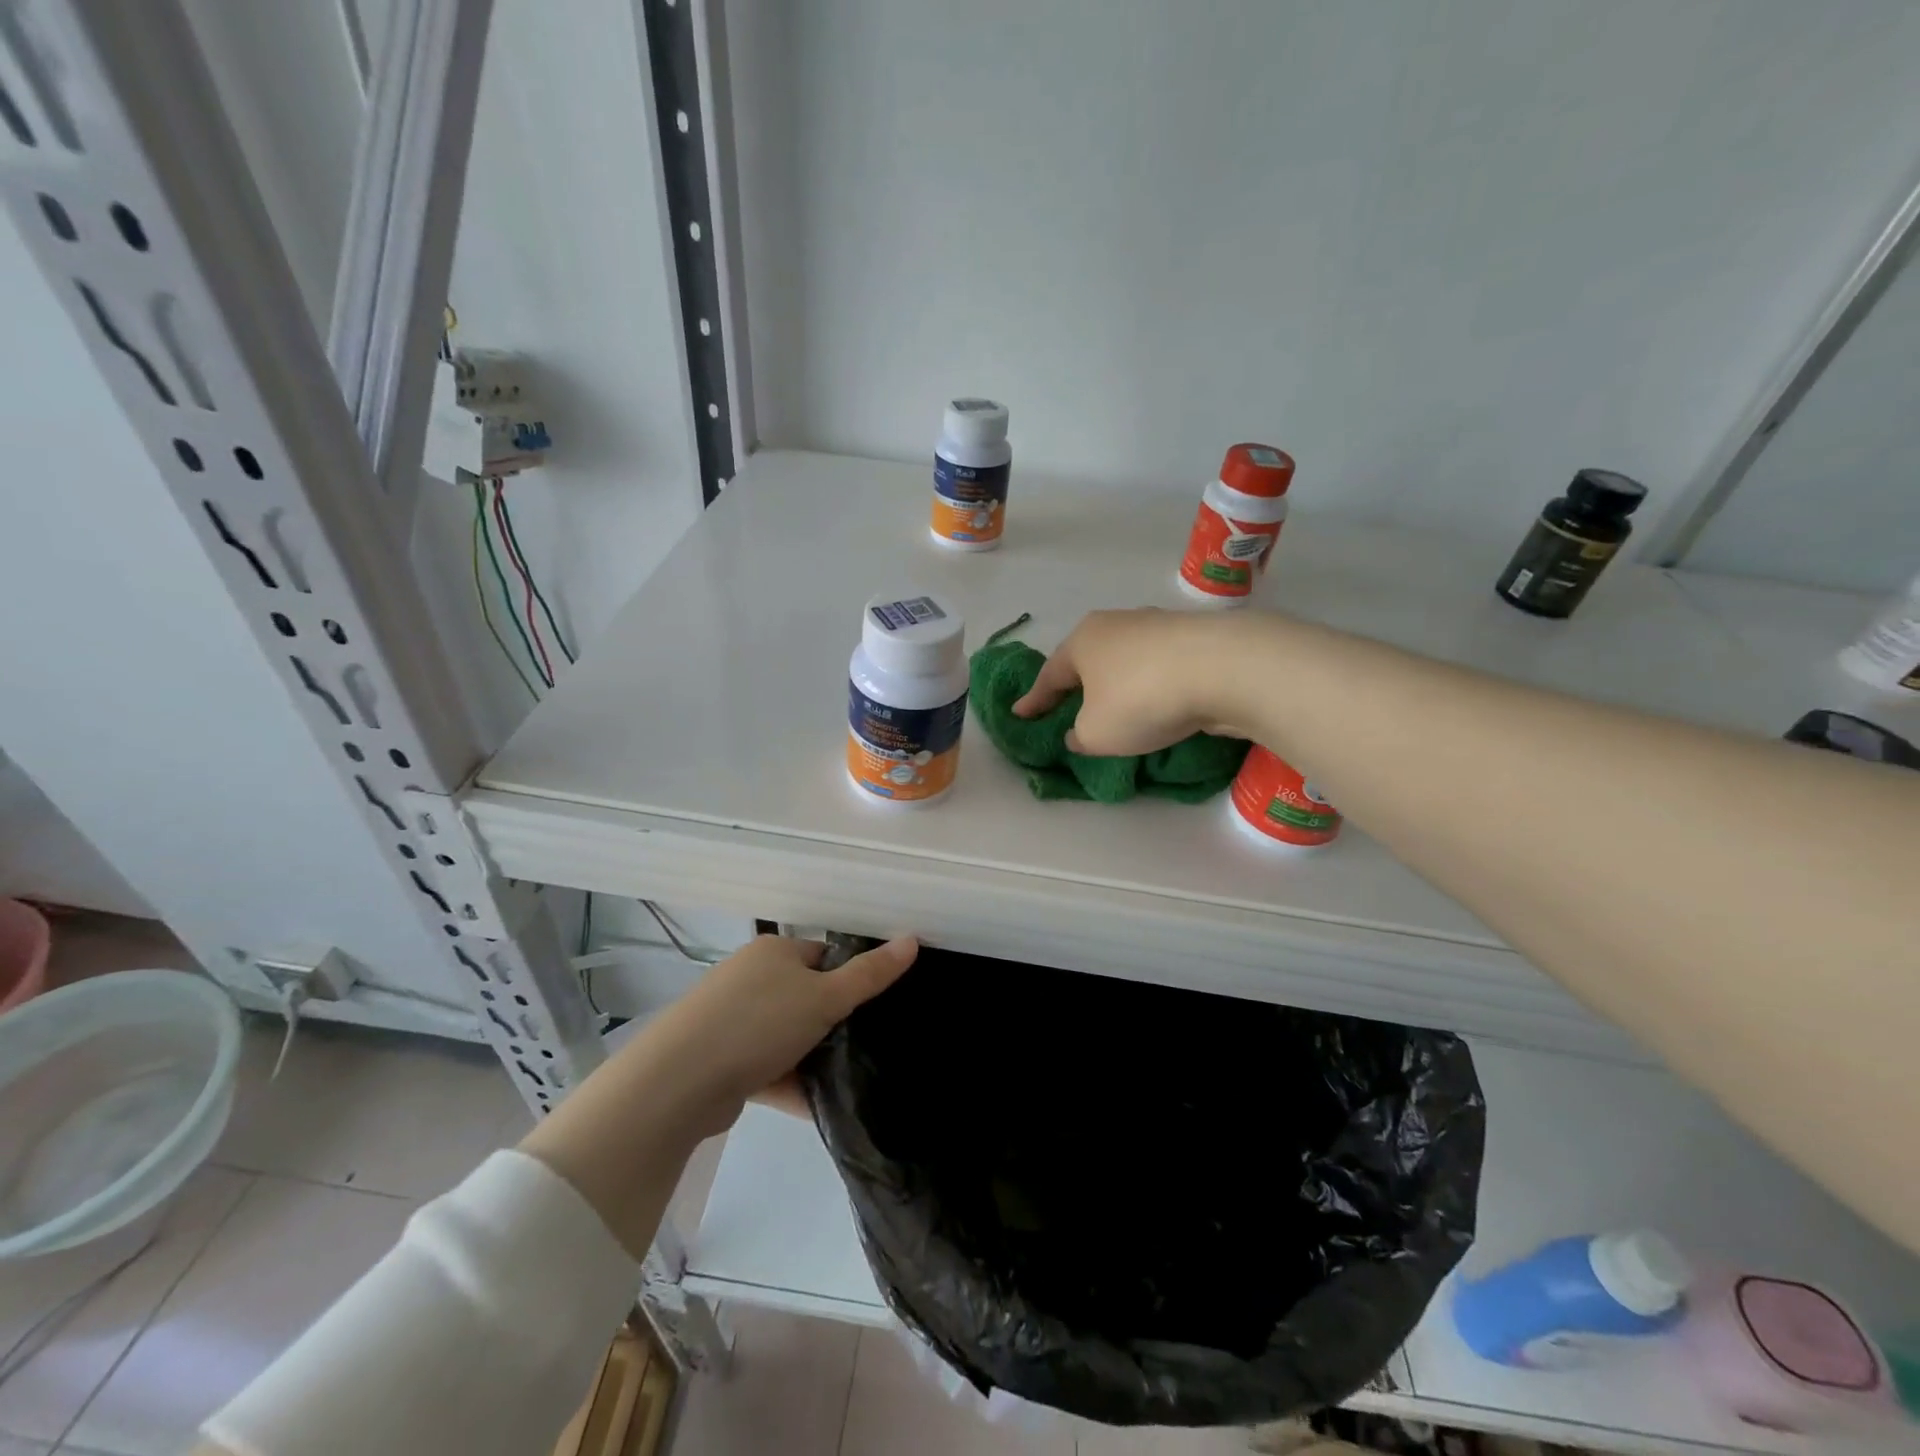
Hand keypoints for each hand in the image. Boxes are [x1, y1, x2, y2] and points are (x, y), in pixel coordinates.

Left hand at [631, 935, 917, 1138]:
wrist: (678, 1082)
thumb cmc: (758, 1023)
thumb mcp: (825, 997)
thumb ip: (870, 975)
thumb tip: (912, 939)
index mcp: (774, 952)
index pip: (823, 956)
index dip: (849, 978)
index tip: (872, 1009)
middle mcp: (749, 978)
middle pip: (805, 997)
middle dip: (831, 1023)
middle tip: (862, 1046)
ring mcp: (730, 1020)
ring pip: (785, 1036)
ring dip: (810, 1058)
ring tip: (846, 1081)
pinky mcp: (719, 1060)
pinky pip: (765, 1067)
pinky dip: (788, 1083)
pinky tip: (816, 1107)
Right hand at [1012, 608, 1245, 754]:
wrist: (1223, 669)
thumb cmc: (1140, 699)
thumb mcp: (1095, 733)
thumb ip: (1080, 736)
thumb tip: (1081, 732)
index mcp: (1083, 641)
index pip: (1049, 675)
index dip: (1034, 700)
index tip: (1019, 714)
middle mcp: (1116, 625)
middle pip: (1088, 660)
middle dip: (1077, 685)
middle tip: (1067, 707)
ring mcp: (1158, 627)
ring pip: (1125, 662)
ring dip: (1118, 685)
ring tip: (1116, 708)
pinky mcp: (1193, 640)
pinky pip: (1158, 669)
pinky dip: (1150, 687)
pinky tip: (1157, 704)